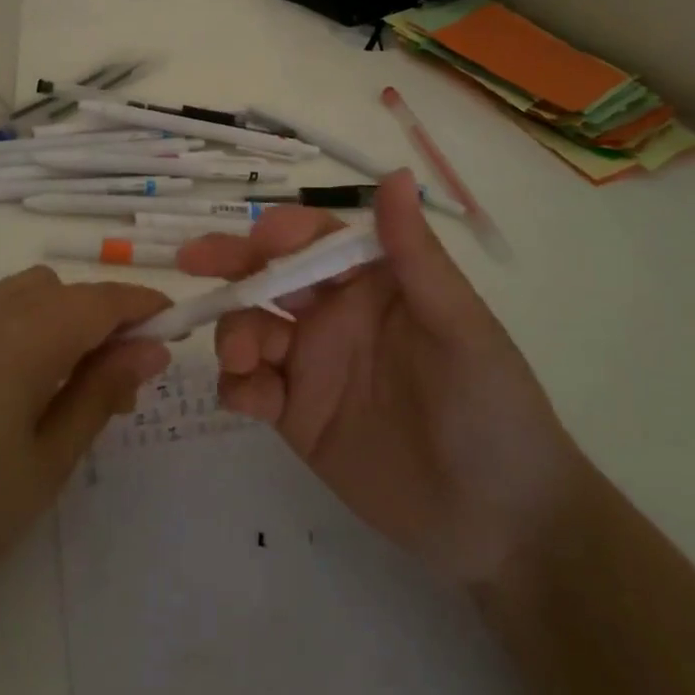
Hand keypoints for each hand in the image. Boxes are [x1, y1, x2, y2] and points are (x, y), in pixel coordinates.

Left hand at [0, 268, 170, 634]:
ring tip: (70, 379)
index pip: (97, 300)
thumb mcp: (49, 460)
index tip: (175, 324)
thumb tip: (152, 348)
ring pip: (25, 292)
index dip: (141, 303)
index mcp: (18, 342)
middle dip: (102, 315)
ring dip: (62, 315)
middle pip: (62, 289)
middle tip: (121, 375)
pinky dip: (24, 323)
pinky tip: (20, 380)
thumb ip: (102, 392)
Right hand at [177, 172, 582, 590]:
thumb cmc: (491, 408)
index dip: (282, 233)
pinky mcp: (295, 416)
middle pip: (268, 277)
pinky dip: (236, 385)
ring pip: (248, 328)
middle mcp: (333, 315)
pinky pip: (248, 387)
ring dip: (232, 331)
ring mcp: (310, 365)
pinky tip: (250, 401)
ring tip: (243, 360)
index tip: (257, 240)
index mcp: (372, 283)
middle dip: (230, 264)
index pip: (315, 240)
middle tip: (192, 260)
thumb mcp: (459, 326)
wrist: (501, 523)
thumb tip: (395, 172)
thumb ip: (416, 255)